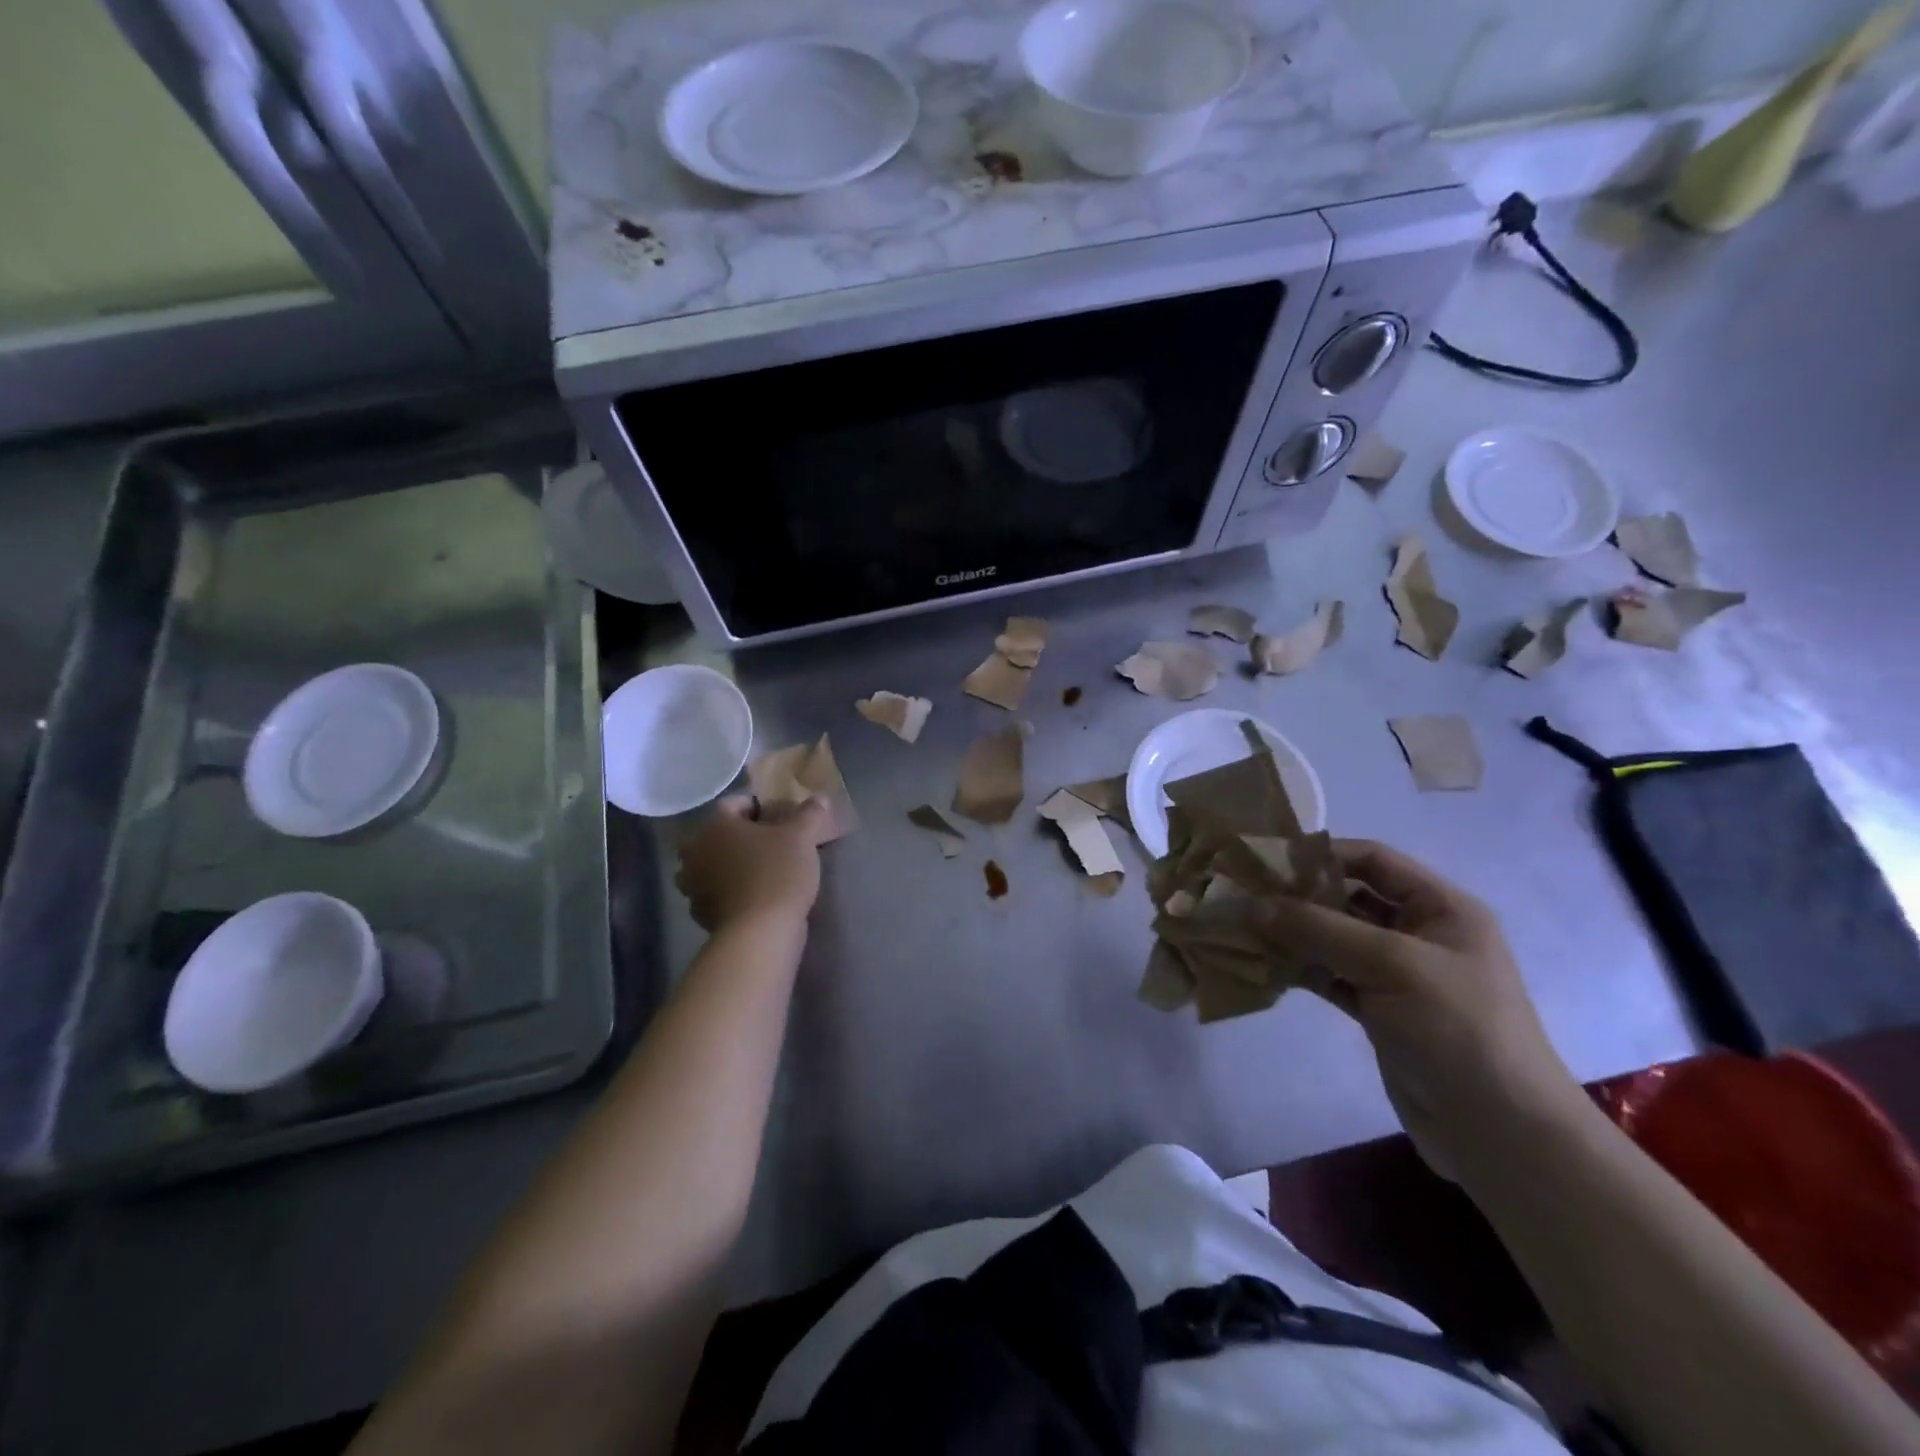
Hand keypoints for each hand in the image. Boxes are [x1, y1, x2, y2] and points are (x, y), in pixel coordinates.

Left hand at [674, 796, 832, 931]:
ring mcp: (693, 886)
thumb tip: (819, 798)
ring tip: (762, 872)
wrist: (760, 933)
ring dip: (732, 866)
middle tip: (771, 845)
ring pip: (714, 865)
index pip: (733, 804)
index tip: (781, 818)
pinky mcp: (700, 914)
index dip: (759, 807)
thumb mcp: (802, 837)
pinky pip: (716, 893)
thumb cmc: (777, 873)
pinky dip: (731, 892)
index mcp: (714, 826)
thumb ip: (810, 814)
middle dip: (741, 838)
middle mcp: (695, 852)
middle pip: (718, 836)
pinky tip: (755, 898)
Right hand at [1260, 839, 1586, 1176]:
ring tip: (1241, 926)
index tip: (1265, 859)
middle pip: (1348, 897)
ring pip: (1334, 939)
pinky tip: (1262, 964)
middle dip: (1297, 894)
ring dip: (1292, 933)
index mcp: (1441, 908)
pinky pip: (1330, 975)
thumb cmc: (1459, 1030)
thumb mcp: (1393, 965)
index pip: (1373, 860)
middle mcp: (1419, 933)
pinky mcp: (1379, 1011)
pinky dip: (1299, 968)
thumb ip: (1320, 929)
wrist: (1501, 1134)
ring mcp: (1397, 975)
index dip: (1322, 854)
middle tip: (1242, 893)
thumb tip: (1252, 905)